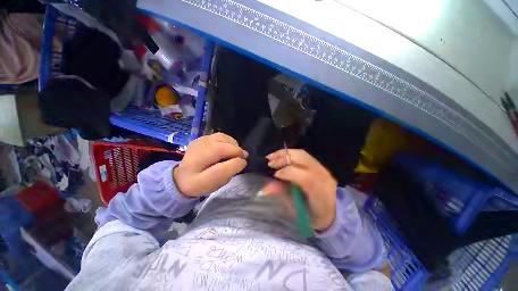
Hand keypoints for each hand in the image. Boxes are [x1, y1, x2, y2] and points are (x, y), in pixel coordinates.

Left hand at [173, 133, 247, 196]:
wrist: (181, 177)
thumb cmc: (198, 183)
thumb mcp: (212, 184)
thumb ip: (227, 172)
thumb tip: (242, 161)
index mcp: (196, 164)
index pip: (221, 159)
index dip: (236, 161)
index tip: (243, 163)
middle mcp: (197, 148)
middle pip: (223, 145)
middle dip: (236, 150)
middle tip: (242, 158)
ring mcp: (199, 140)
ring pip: (222, 138)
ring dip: (233, 145)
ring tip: (236, 153)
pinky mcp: (202, 138)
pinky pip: (220, 136)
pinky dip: (228, 141)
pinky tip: (228, 148)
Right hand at [265, 149, 336, 230]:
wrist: (332, 211)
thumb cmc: (312, 215)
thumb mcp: (296, 210)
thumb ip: (282, 195)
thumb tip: (265, 188)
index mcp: (320, 193)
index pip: (304, 178)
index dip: (287, 173)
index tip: (274, 175)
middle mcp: (323, 177)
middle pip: (302, 160)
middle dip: (283, 159)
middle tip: (269, 163)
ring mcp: (322, 168)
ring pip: (301, 154)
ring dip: (284, 154)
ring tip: (272, 157)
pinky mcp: (319, 164)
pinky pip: (302, 154)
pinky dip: (289, 153)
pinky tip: (281, 156)